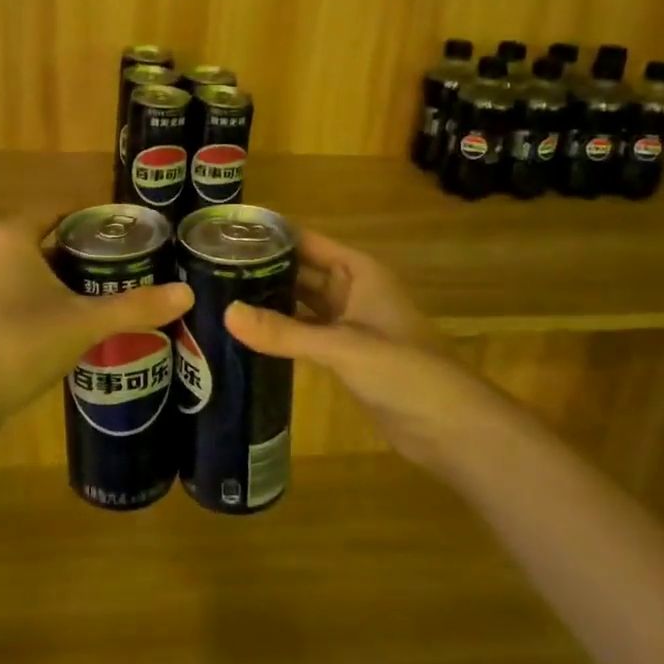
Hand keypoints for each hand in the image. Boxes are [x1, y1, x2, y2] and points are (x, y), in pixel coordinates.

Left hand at [0, 211, 193, 420]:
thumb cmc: (22, 342)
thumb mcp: (85, 323)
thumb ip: (135, 307)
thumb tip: (186, 293)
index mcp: (12, 239)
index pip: (54, 209)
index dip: (86, 214)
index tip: (117, 229)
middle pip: (38, 242)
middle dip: (73, 254)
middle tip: (112, 268)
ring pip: (19, 274)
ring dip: (50, 283)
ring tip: (87, 300)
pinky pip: (3, 302)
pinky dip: (28, 308)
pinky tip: (50, 333)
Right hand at [226, 230, 486, 469]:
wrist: (452, 428)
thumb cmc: (403, 370)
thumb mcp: (342, 346)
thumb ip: (284, 331)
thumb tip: (225, 313)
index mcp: (358, 271)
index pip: (306, 241)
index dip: (270, 235)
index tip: (225, 235)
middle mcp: (352, 290)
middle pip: (300, 270)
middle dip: (263, 269)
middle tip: (211, 269)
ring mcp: (349, 324)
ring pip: (301, 303)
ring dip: (270, 301)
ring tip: (220, 297)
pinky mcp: (345, 356)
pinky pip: (306, 333)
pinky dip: (281, 332)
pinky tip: (248, 335)